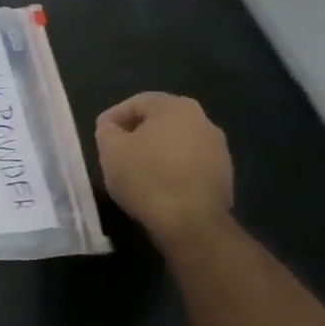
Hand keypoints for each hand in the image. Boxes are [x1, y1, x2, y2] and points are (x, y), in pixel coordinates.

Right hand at [96, 92, 233, 246]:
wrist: (191, 223)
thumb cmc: (147, 177)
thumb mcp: (111, 150)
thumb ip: (107, 130)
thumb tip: (113, 128)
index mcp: (176, 107)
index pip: (137, 102)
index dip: (113, 117)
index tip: (100, 135)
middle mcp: (203, 121)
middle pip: (160, 121)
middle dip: (136, 134)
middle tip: (116, 151)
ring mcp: (218, 150)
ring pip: (176, 143)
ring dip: (156, 152)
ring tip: (136, 172)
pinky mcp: (224, 176)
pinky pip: (190, 164)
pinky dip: (172, 169)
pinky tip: (158, 187)